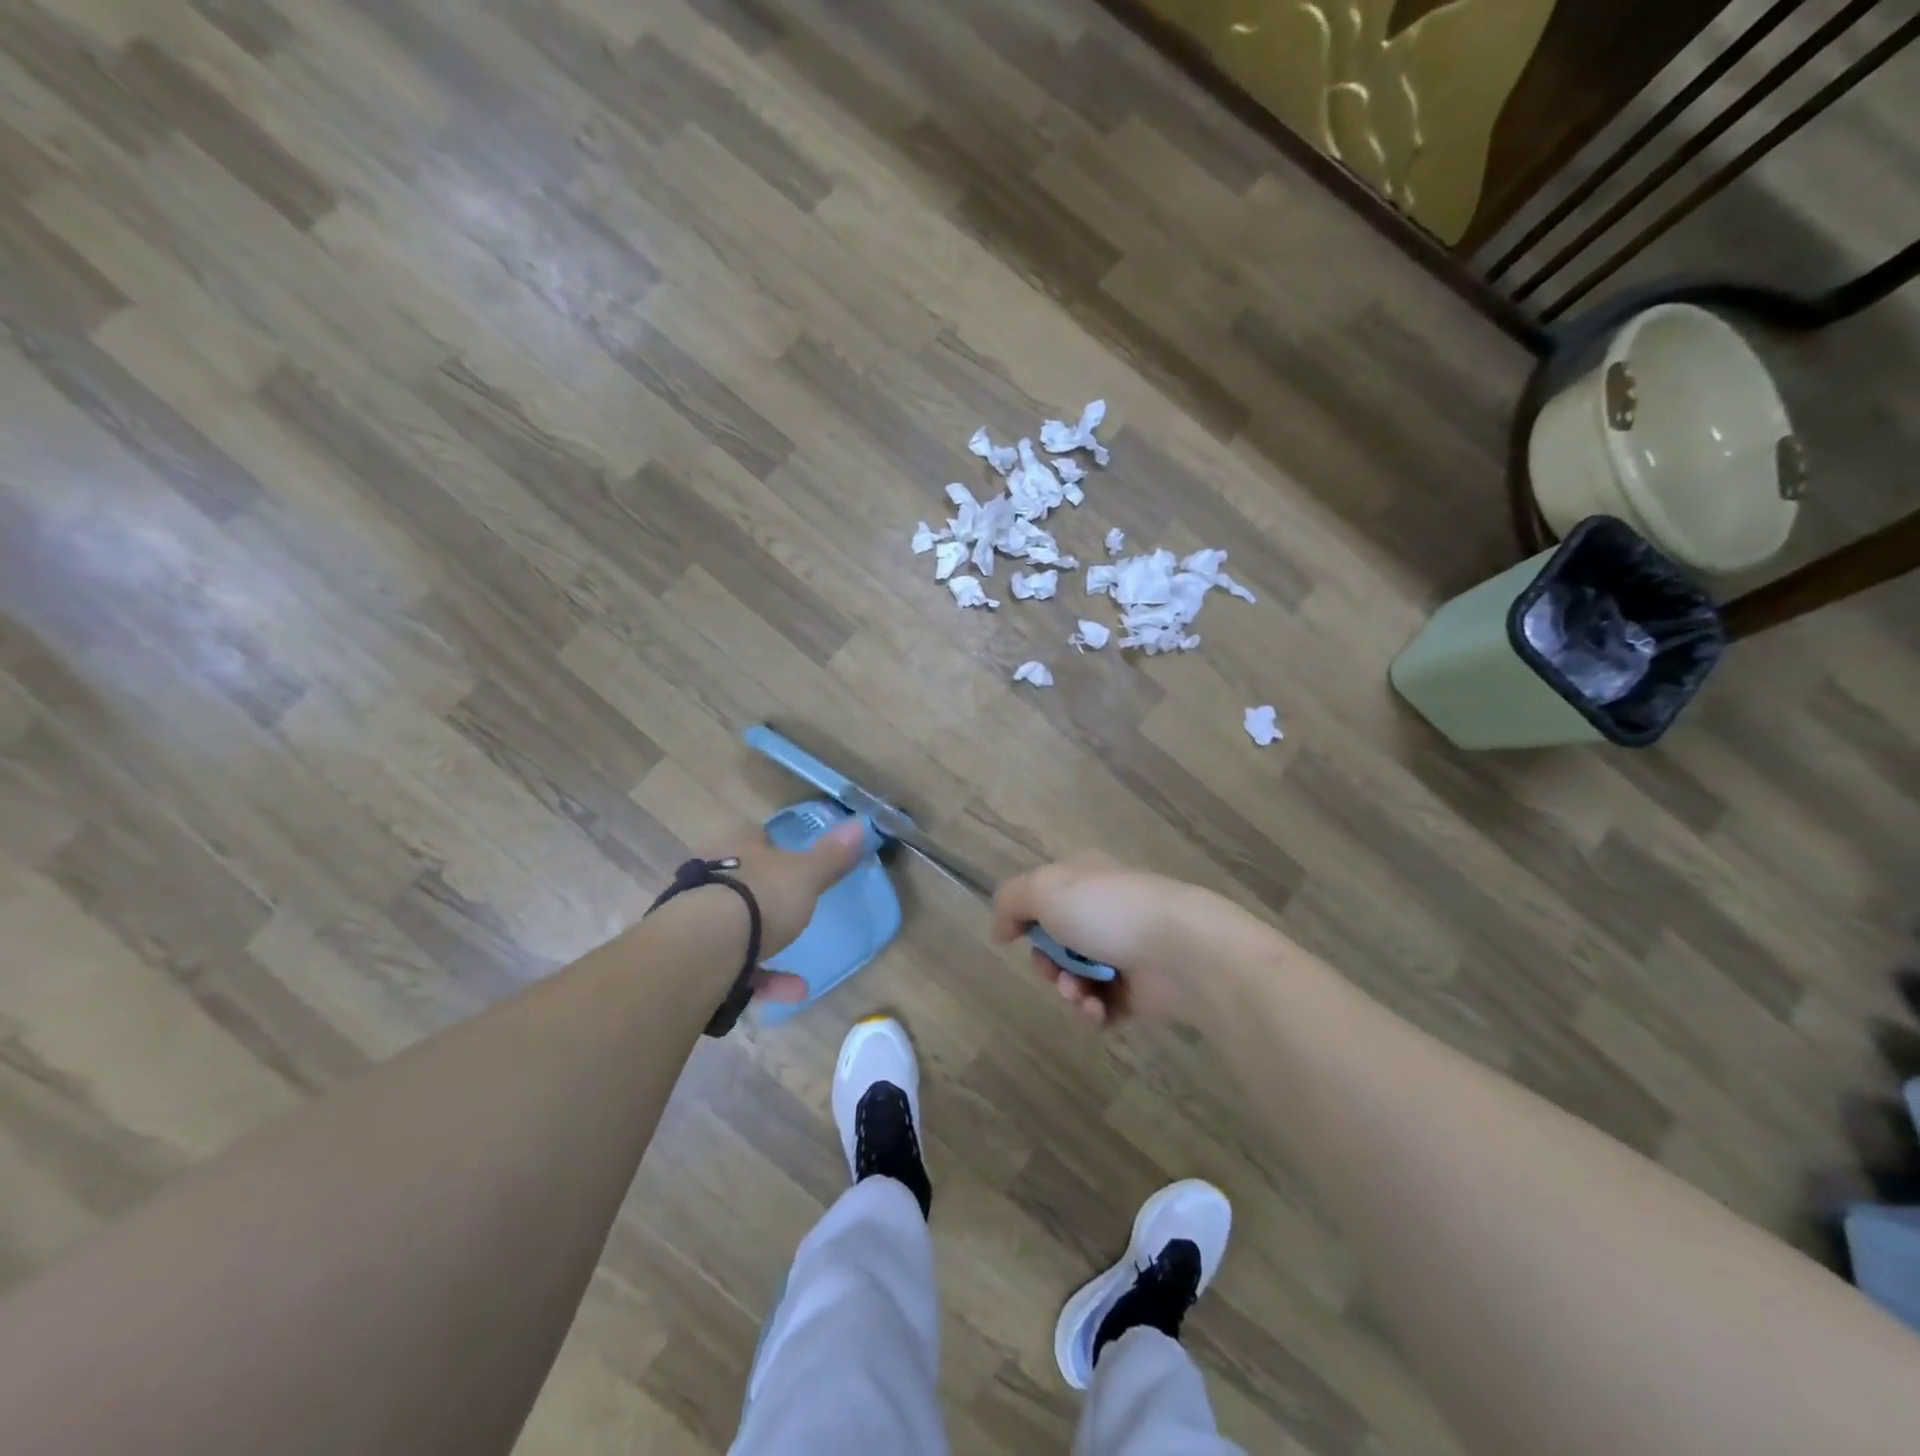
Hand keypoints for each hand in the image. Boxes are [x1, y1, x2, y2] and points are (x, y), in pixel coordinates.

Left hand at [699, 819, 868, 1003]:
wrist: (704, 947)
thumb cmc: (759, 897)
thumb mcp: (806, 875)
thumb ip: (832, 856)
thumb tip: (861, 825)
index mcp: (735, 844)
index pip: (755, 835)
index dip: (775, 846)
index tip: (795, 862)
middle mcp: (710, 874)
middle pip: (741, 881)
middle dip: (767, 900)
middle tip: (795, 914)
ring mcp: (695, 915)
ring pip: (735, 927)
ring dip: (767, 949)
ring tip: (801, 978)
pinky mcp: (691, 955)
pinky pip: (733, 965)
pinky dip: (761, 979)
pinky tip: (790, 992)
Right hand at [991, 853, 1225, 1027]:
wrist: (1182, 951)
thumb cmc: (1108, 911)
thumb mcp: (1044, 889)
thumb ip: (1010, 902)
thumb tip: (1000, 929)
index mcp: (1085, 878)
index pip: (1044, 894)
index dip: (1025, 917)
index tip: (1013, 936)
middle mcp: (1104, 911)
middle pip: (1055, 942)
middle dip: (1046, 962)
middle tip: (1052, 970)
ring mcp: (1124, 951)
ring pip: (1075, 977)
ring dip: (1068, 990)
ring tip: (1080, 994)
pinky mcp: (1140, 991)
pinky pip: (1101, 1007)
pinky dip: (1093, 1012)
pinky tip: (1097, 1010)